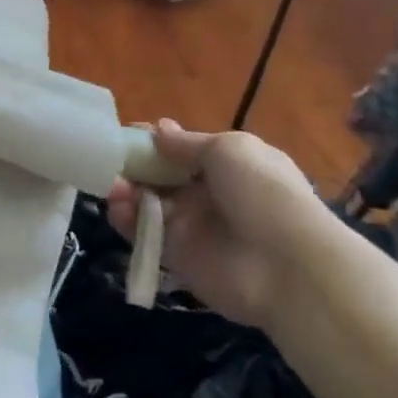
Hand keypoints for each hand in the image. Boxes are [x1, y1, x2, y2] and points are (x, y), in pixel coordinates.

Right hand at [107, 120, 331, 327]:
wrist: (288, 267)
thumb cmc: (263, 194)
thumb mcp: (229, 150)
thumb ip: (186, 143)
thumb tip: (157, 129)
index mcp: (227, 165)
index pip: (181, 149)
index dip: (154, 141)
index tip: (125, 135)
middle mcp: (207, 193)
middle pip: (158, 175)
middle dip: (132, 165)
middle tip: (109, 162)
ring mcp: (190, 225)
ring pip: (145, 203)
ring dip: (124, 190)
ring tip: (112, 187)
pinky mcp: (174, 255)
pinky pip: (142, 233)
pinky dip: (125, 219)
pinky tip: (119, 208)